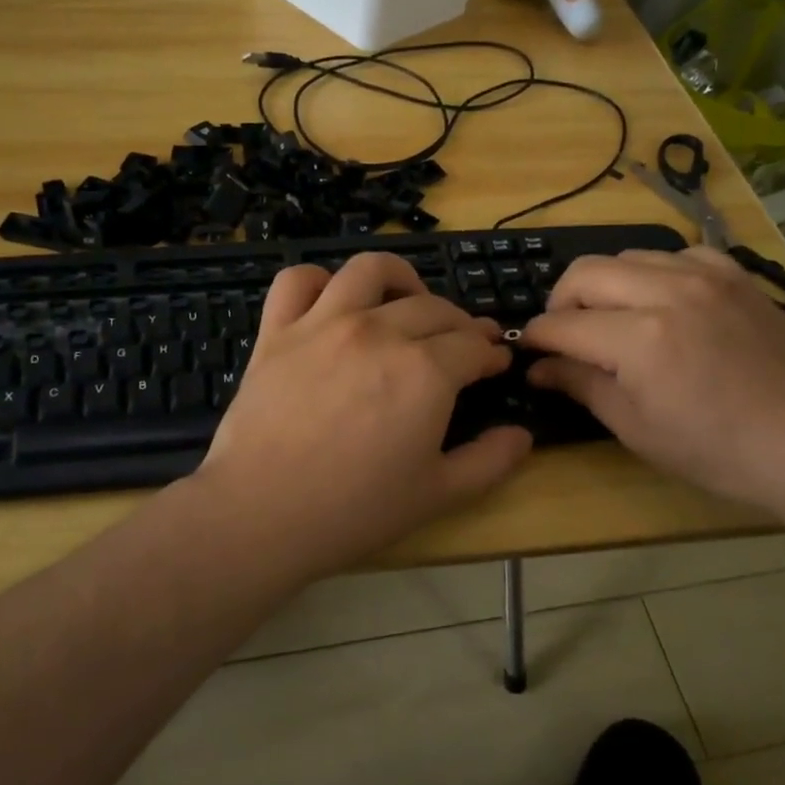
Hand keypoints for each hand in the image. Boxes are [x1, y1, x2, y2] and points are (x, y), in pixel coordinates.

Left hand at [191, 253, 532, 577]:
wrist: (262, 514)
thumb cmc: (355, 510)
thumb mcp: (438, 494)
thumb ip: (489, 461)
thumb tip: (522, 436)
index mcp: (425, 371)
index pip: (472, 346)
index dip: (491, 353)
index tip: (496, 363)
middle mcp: (379, 332)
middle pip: (433, 308)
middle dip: (461, 323)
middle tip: (465, 343)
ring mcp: (323, 324)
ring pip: (370, 270)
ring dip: (400, 279)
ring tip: (407, 301)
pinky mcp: (278, 331)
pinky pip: (298, 282)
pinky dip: (319, 281)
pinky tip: (333, 300)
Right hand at [522, 248, 784, 512]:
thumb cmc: (715, 450)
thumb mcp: (635, 427)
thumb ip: (581, 385)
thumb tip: (538, 367)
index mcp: (638, 338)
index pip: (562, 324)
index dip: (535, 337)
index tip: (527, 350)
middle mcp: (667, 292)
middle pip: (585, 273)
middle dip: (560, 302)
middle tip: (564, 334)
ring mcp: (707, 277)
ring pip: (628, 256)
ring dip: (605, 284)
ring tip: (611, 317)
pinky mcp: (736, 276)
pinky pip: (678, 254)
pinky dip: (655, 273)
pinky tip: (663, 301)